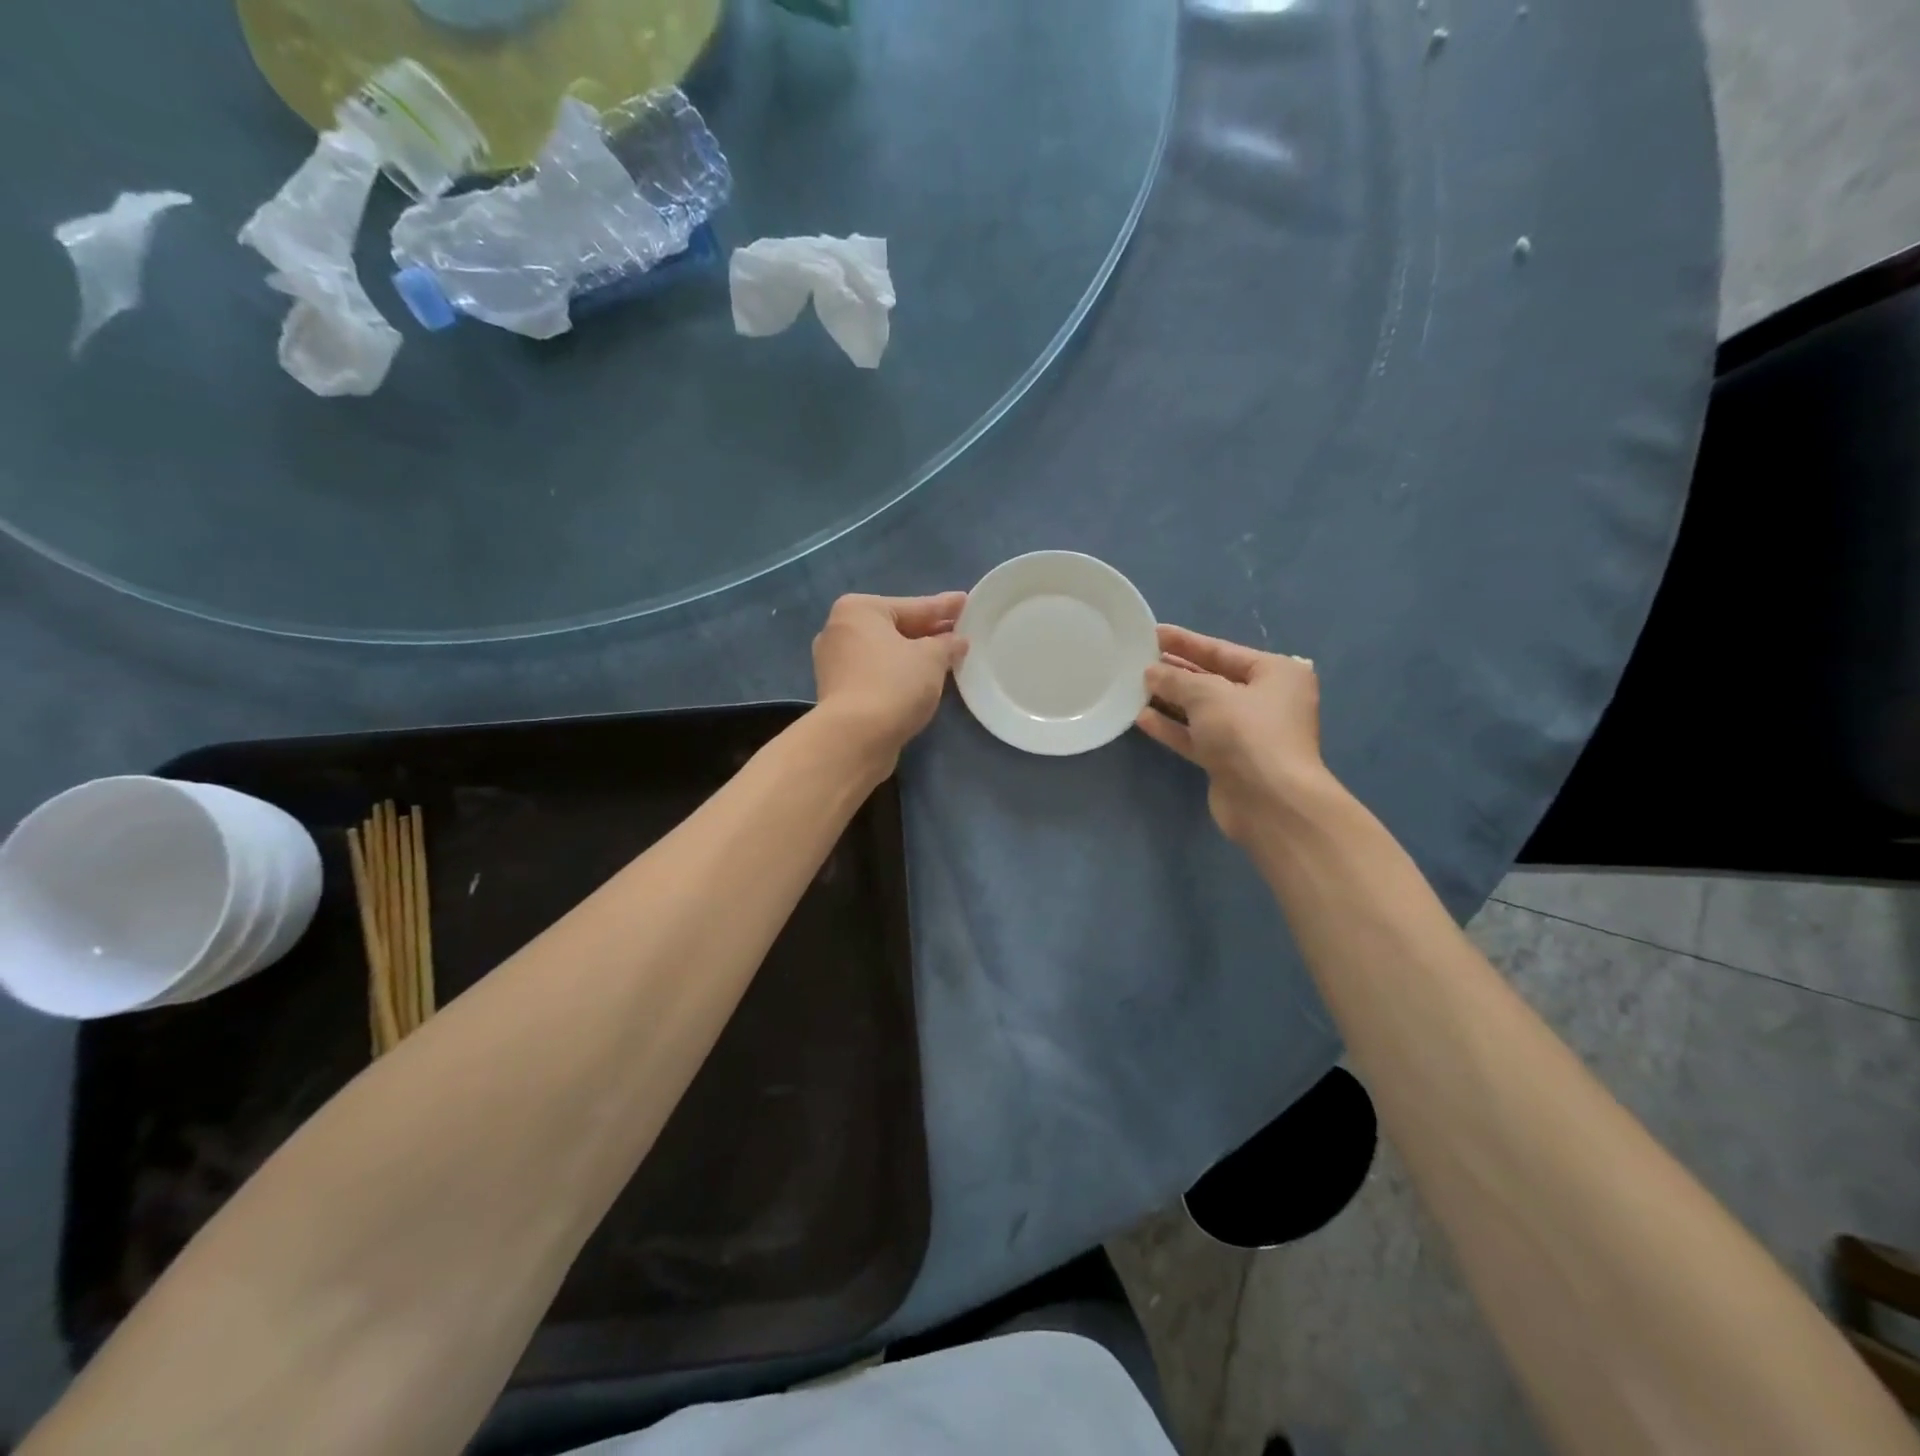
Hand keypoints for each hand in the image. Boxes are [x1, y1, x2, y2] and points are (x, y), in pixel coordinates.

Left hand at [812, 592, 968, 767]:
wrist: (855, 737)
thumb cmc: (894, 684)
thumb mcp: (932, 658)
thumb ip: (947, 644)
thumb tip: (957, 641)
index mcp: (859, 610)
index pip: (913, 606)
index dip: (943, 607)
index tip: (965, 602)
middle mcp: (839, 630)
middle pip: (895, 628)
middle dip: (928, 631)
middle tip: (959, 631)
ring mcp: (834, 663)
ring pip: (885, 653)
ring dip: (913, 655)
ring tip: (945, 656)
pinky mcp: (837, 693)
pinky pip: (876, 674)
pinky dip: (898, 675)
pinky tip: (921, 680)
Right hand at [1135, 624, 1325, 843]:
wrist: (1270, 802)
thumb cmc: (1247, 733)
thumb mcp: (1208, 694)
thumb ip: (1176, 679)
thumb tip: (1151, 672)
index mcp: (1275, 673)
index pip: (1222, 650)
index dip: (1186, 641)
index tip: (1153, 633)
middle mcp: (1265, 700)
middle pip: (1212, 679)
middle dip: (1176, 670)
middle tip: (1138, 659)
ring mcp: (1246, 734)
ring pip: (1201, 710)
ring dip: (1170, 699)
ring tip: (1133, 686)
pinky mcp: (1228, 761)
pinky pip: (1195, 737)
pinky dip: (1172, 727)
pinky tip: (1141, 717)